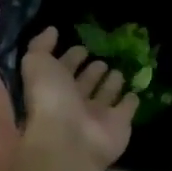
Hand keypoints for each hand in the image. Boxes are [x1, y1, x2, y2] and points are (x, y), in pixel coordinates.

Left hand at [19, 28, 137, 170]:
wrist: (70, 140)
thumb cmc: (50, 100)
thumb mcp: (37, 64)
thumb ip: (41, 46)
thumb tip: (51, 30)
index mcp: (54, 88)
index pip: (63, 69)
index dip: (70, 57)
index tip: (82, 46)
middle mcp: (74, 102)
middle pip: (85, 82)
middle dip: (93, 70)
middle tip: (102, 59)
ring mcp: (97, 115)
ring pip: (106, 94)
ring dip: (111, 83)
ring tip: (117, 70)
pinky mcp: (119, 124)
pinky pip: (126, 109)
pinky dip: (130, 101)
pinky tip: (134, 91)